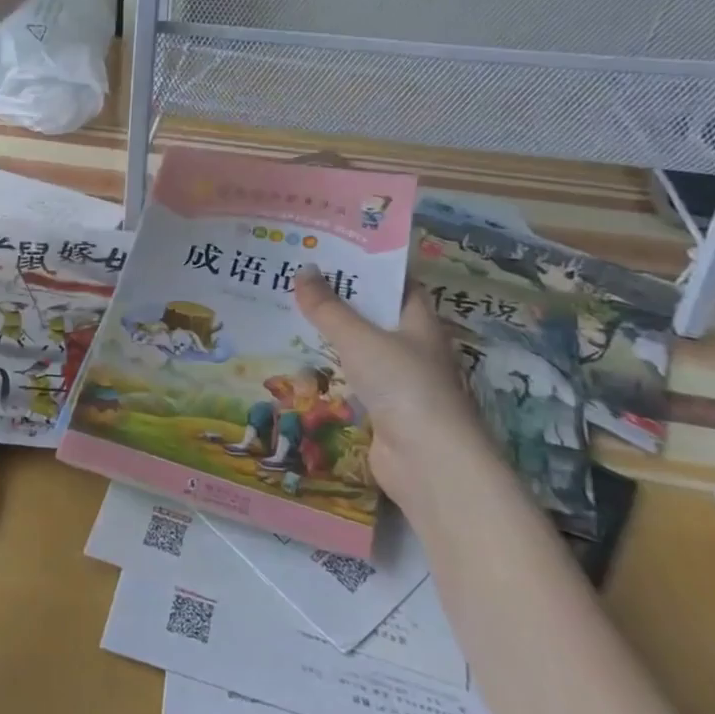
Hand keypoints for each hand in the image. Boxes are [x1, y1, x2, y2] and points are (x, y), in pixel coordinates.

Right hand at [293, 268, 501, 512]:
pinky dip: (327, 369)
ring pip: (358, 348)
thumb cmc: (404, 385)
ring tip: (285, 312)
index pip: (395, 282)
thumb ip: (329, 307)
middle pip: (372, 314)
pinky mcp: (381, 409)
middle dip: (337, 298)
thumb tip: (303, 270)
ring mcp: (397, 380)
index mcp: (418, 321)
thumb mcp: (360, 338)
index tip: (328, 251)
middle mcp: (411, 347)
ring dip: (328, 335)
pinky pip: (349, 379)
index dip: (366, 265)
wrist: (429, 463)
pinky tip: (297, 360)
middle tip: (294, 278)